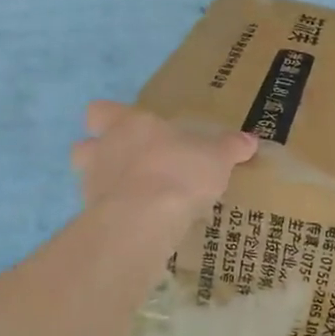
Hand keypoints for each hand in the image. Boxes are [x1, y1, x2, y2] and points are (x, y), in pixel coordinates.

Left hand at [70, 101, 256, 220]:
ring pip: (87, 179)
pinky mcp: (91, 217)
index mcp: (130, 124)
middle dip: (100, 153)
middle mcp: (103, 149)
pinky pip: (98, 212)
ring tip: (136, 198)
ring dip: (105, 185)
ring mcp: (92, 184)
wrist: (143, 219)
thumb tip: (250, 140)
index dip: (111, 118)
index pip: (101, 111)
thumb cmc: (178, 171)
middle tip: (130, 164)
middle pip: (84, 145)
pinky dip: (115, 216)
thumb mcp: (216, 157)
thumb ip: (230, 147)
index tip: (132, 129)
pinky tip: (138, 224)